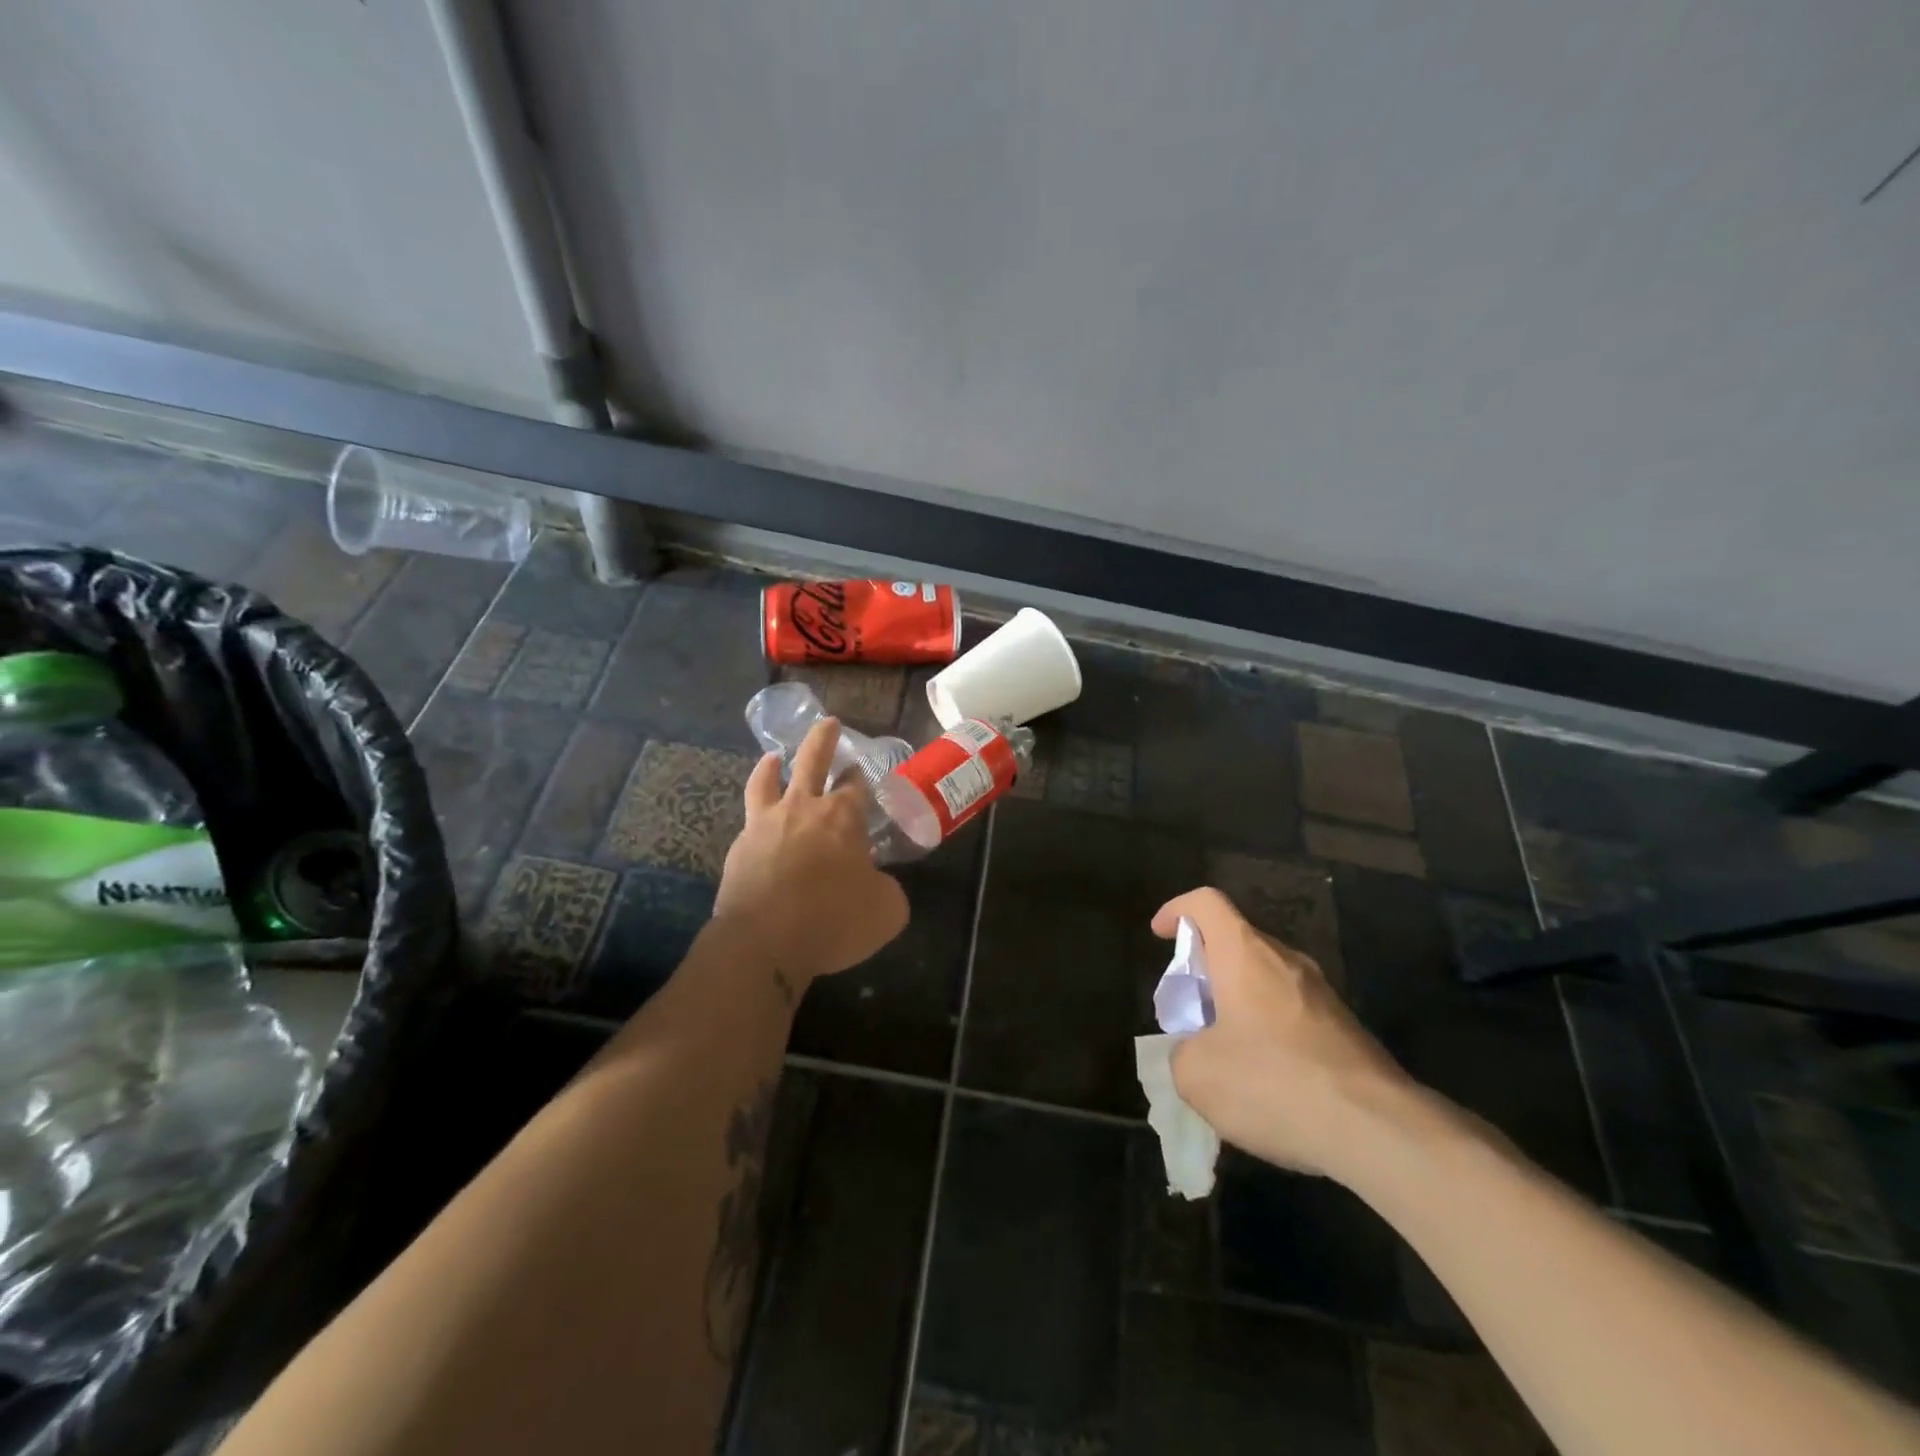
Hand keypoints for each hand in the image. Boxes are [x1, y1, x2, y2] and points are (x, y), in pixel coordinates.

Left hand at [714, 717, 910, 992]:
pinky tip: (758, 818)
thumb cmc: (832, 920)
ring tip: (774, 757)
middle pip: (813, 761)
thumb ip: (888, 889)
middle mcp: (804, 808)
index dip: (861, 778)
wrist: (763, 942)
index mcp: (843, 817)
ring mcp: (766, 824)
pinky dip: (756, 808)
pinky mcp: (740, 847)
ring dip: (774, 764)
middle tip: (829, 723)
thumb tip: (880, 884)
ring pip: (768, 780)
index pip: (856, 785)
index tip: (863, 773)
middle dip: (824, 739)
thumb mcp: (886, 911)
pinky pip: (749, 816)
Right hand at [1151, 887, 1413, 1181]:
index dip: (1177, 910)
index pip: (1206, 902)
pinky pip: (1292, 1013)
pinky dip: (1267, 1031)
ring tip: (1223, 1052)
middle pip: (1236, 941)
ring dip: (1237, 1002)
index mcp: (1244, 954)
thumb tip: (1195, 1053)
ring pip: (1265, 979)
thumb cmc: (1274, 1083)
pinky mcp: (1346, 1029)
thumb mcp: (1198, 1074)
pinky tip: (1265, 1081)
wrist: (1380, 1131)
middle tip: (1188, 1010)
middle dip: (1205, 967)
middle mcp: (1286, 960)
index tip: (1160, 935)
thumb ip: (1182, 1052)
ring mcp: (1322, 994)